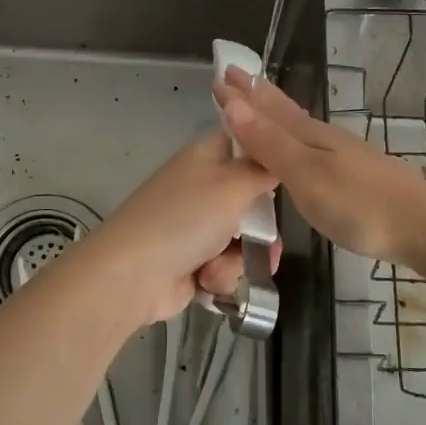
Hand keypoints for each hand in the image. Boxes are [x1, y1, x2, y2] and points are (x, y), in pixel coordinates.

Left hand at [80, 131, 281, 325]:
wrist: (133, 275)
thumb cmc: (185, 218)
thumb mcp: (233, 185)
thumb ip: (263, 169)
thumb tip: (279, 149)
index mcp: (206, 157)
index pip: (245, 142)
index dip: (268, 156)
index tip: (291, 174)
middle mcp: (201, 187)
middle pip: (250, 200)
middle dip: (261, 228)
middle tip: (268, 243)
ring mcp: (195, 227)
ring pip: (243, 239)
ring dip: (240, 259)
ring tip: (226, 267)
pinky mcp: (192, 262)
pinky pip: (225, 266)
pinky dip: (220, 276)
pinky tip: (207, 282)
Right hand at [212, 68, 425, 269]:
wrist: (425, 228)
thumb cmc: (359, 204)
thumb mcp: (306, 174)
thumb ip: (270, 142)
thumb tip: (233, 103)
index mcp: (309, 135)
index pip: (267, 108)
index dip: (242, 94)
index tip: (218, 76)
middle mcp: (324, 139)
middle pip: (284, 112)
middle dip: (257, 97)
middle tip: (235, 78)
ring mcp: (343, 157)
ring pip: (299, 128)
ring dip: (274, 116)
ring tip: (258, 108)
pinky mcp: (356, 177)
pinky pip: (312, 148)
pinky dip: (294, 140)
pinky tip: (299, 150)